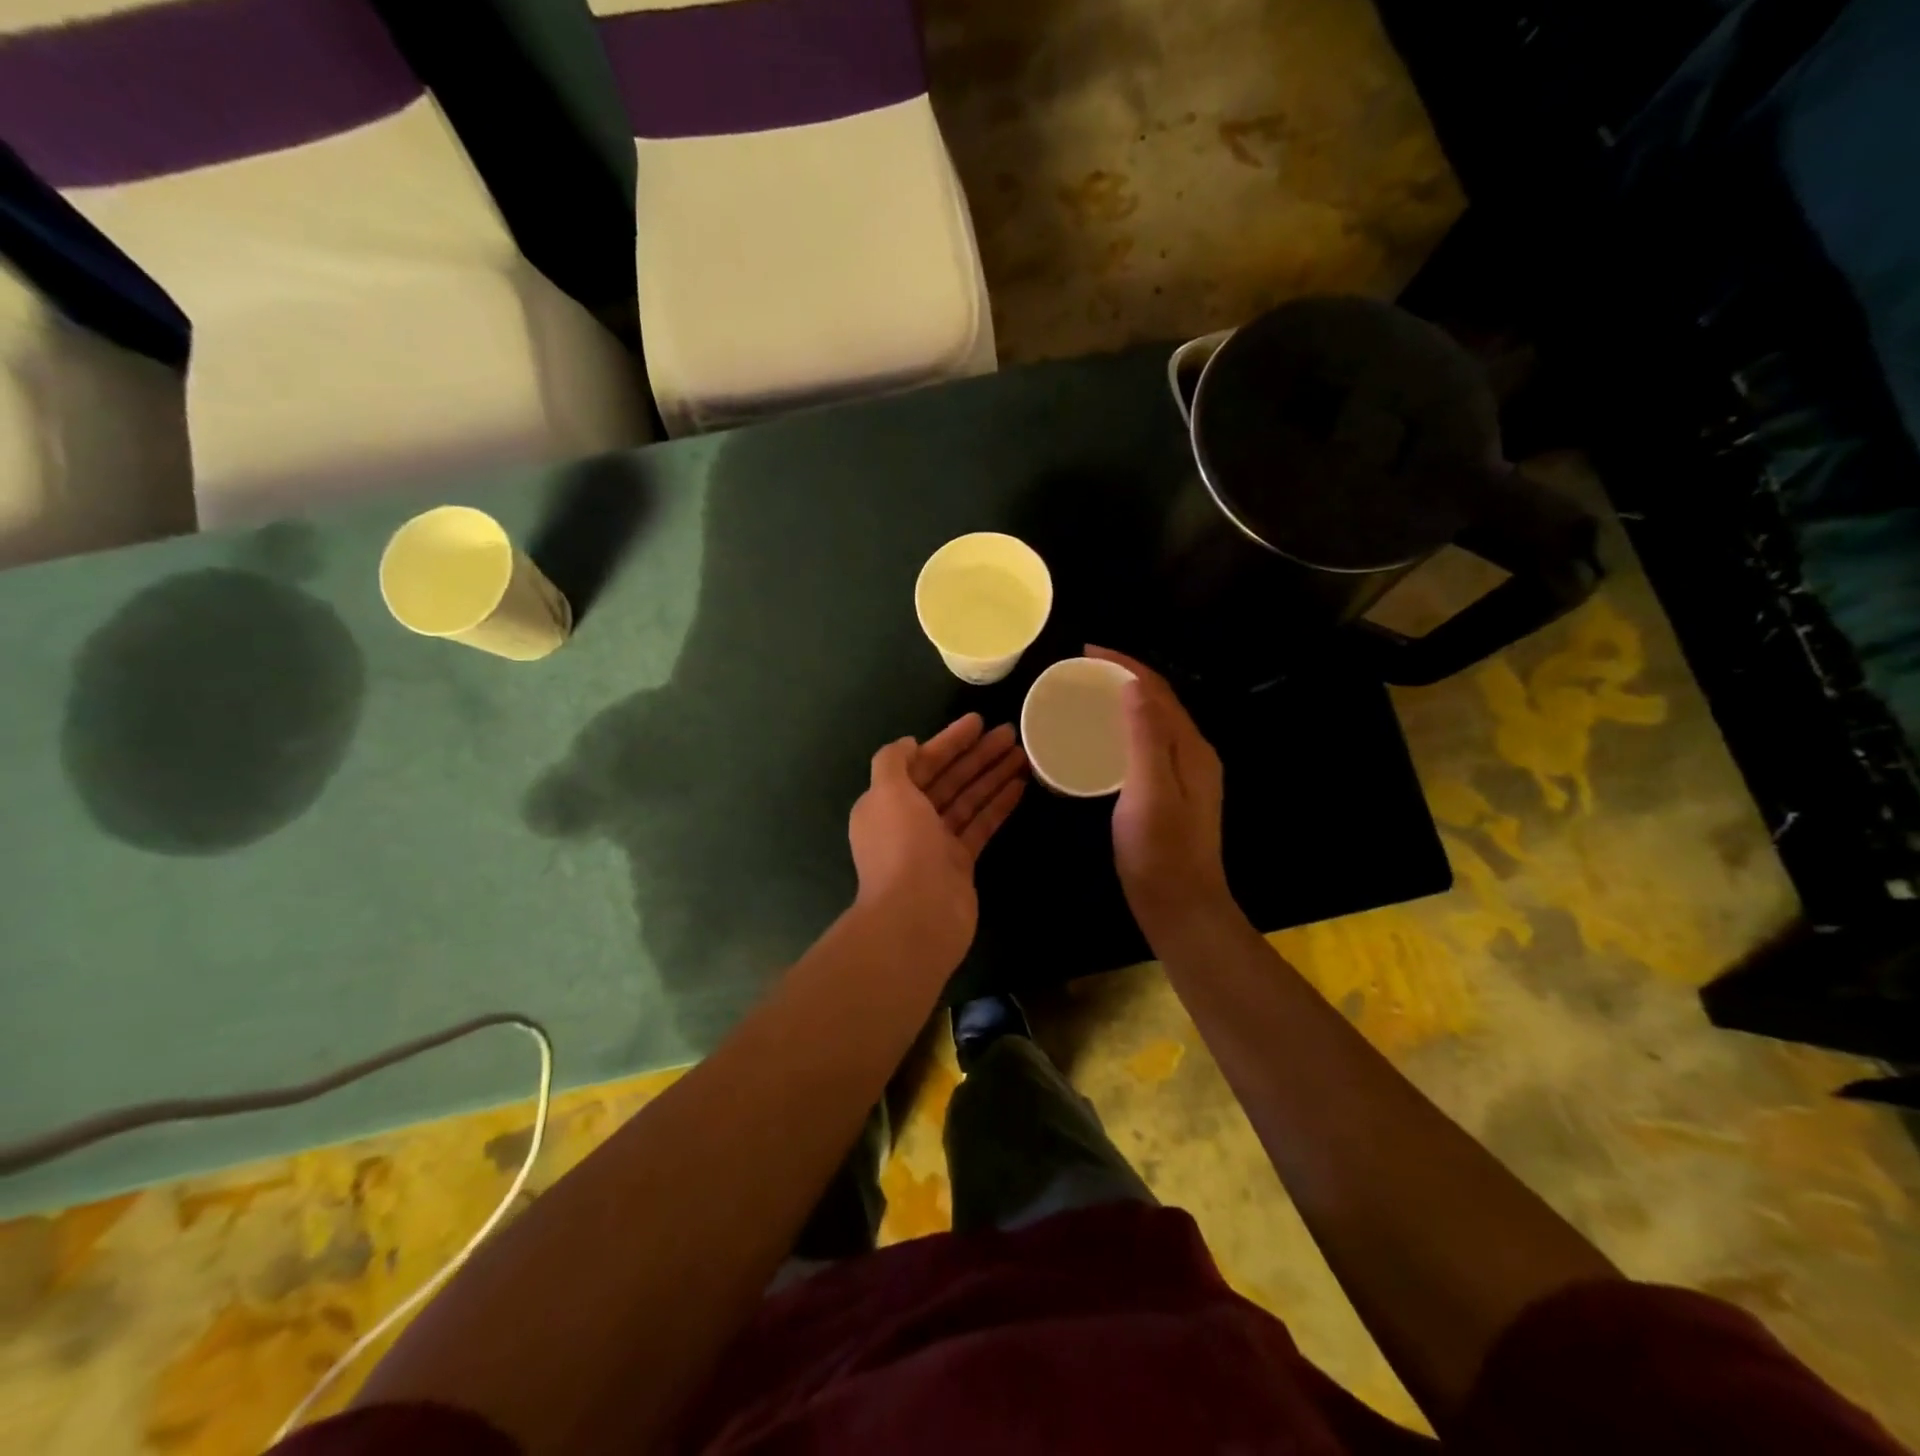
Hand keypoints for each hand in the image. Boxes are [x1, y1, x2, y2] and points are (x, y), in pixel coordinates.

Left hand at [848, 713, 1027, 970]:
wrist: (917, 916)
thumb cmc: (901, 847)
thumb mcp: (886, 793)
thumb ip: (892, 762)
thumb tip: (908, 744)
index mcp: (886, 802)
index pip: (921, 763)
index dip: (948, 741)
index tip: (977, 722)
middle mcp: (909, 820)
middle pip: (947, 779)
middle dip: (976, 755)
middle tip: (1009, 732)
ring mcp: (936, 843)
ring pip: (967, 800)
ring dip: (992, 776)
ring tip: (1023, 753)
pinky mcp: (960, 863)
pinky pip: (980, 825)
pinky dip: (998, 804)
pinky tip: (1020, 785)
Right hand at [1086, 646, 1230, 941]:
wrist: (1181, 907)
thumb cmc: (1160, 852)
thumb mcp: (1148, 791)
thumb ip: (1145, 737)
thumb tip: (1133, 684)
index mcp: (1191, 747)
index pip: (1158, 690)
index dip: (1124, 664)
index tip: (1085, 652)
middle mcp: (1193, 754)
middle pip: (1159, 701)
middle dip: (1123, 677)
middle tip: (1081, 670)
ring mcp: (1184, 775)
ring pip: (1153, 722)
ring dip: (1124, 701)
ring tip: (1086, 695)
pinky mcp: (1170, 793)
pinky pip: (1147, 745)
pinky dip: (1123, 729)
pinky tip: (1100, 740)